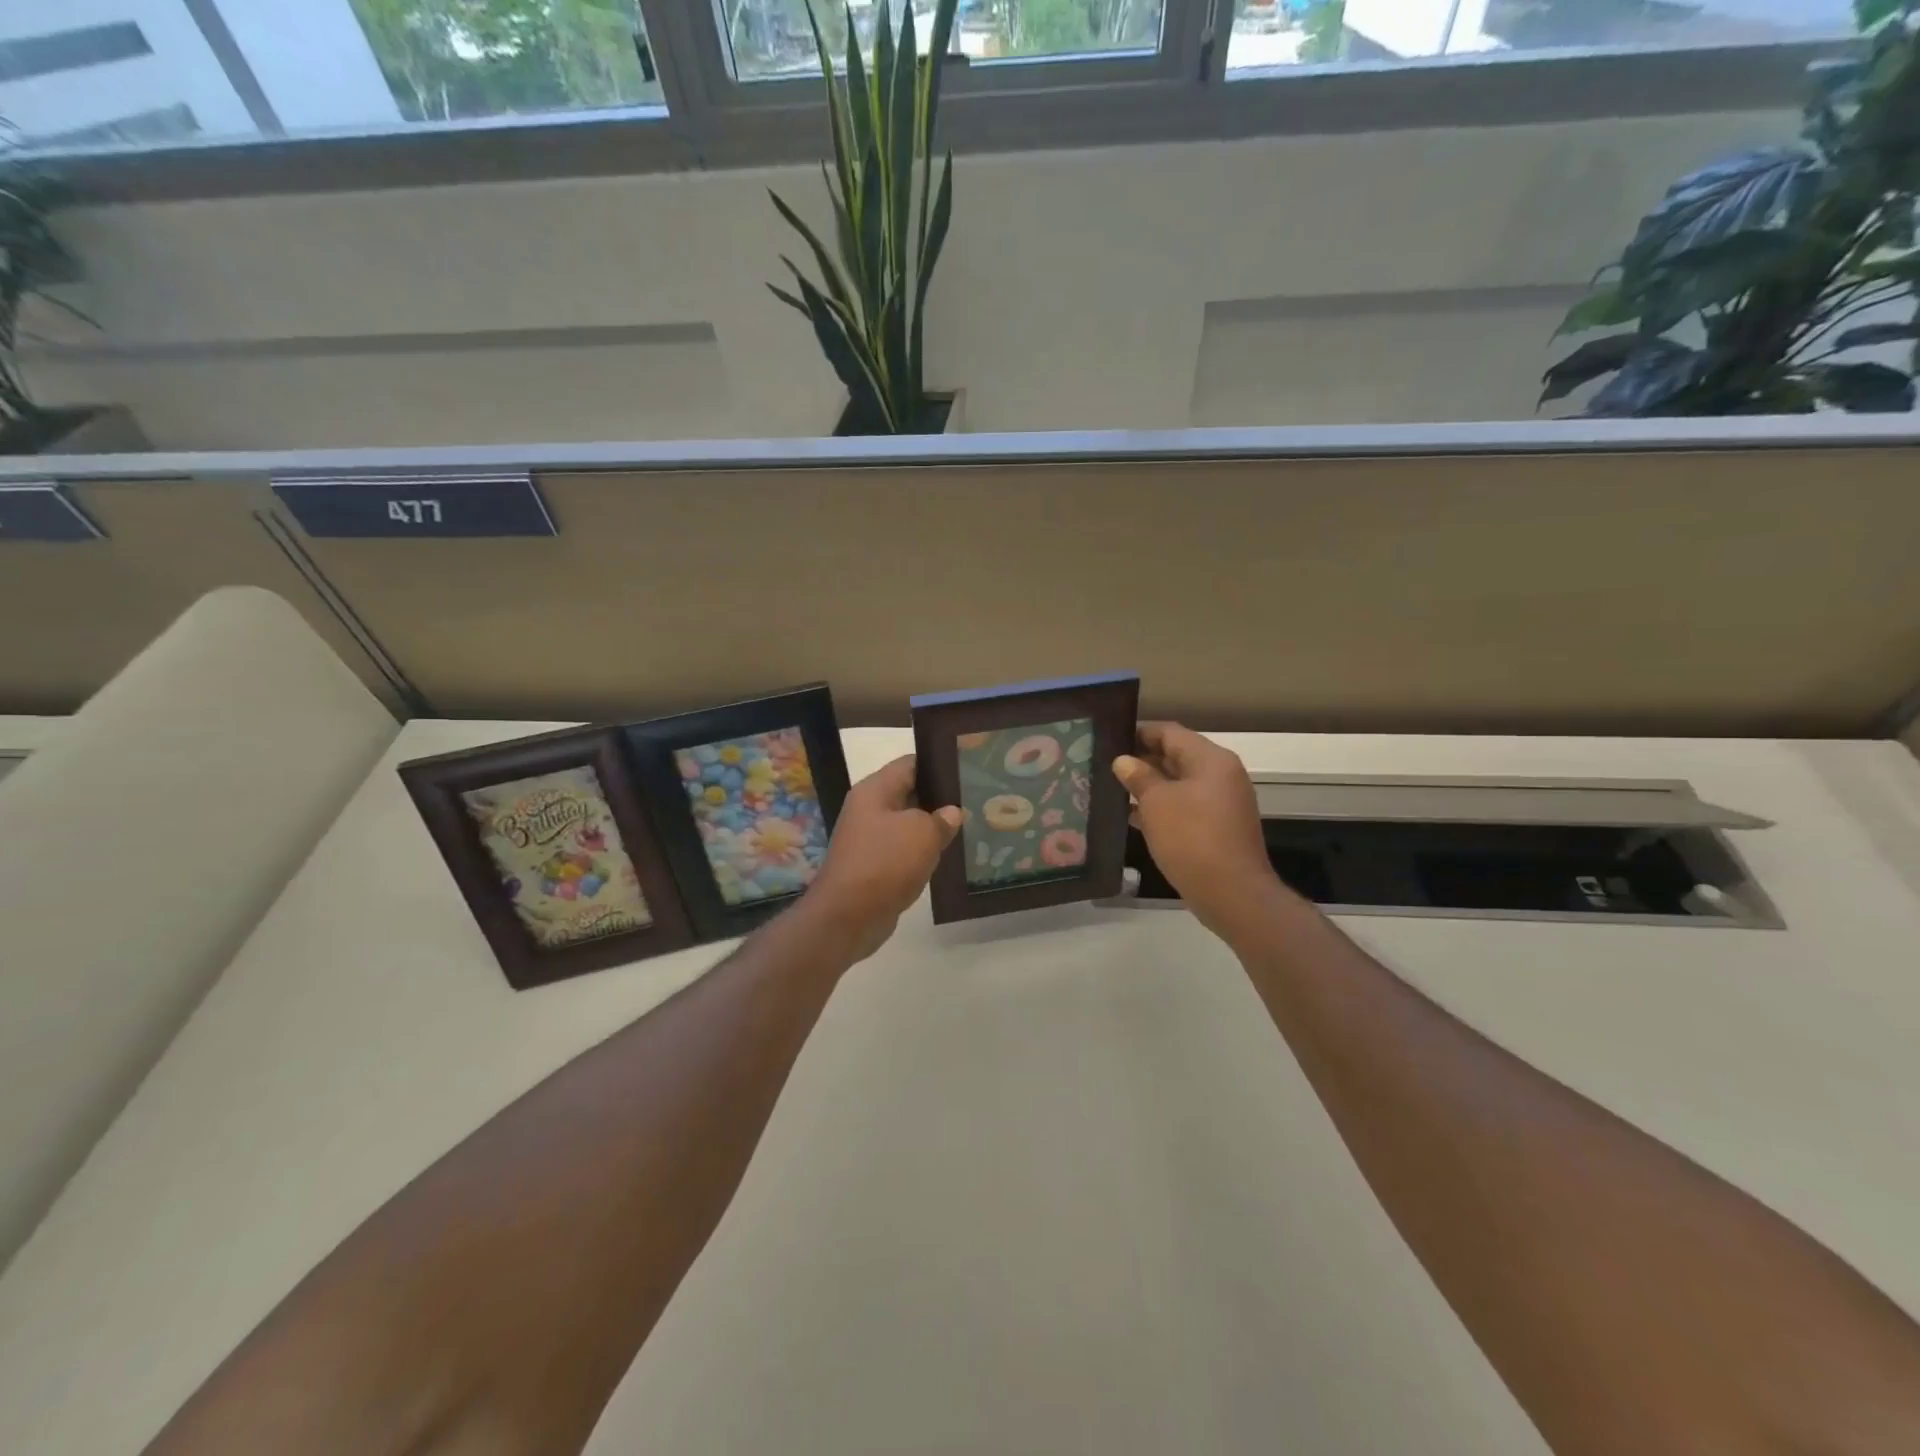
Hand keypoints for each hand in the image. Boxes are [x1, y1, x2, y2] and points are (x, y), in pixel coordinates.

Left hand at [806, 755, 963, 960]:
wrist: (848, 916)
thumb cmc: (885, 863)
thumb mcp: (922, 833)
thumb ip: (942, 819)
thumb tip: (951, 813)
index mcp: (875, 790)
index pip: (910, 764)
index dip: (938, 764)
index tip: (967, 769)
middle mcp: (868, 809)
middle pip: (909, 793)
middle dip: (939, 798)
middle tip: (974, 800)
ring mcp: (868, 839)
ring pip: (907, 825)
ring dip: (931, 829)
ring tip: (967, 828)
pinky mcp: (872, 866)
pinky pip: (902, 851)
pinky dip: (921, 853)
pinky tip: (946, 857)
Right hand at [1113, 723, 1279, 935]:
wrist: (1232, 893)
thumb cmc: (1192, 838)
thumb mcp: (1157, 803)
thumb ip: (1139, 777)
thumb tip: (1124, 760)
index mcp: (1210, 760)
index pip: (1170, 732)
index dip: (1139, 732)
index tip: (1110, 737)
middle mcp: (1220, 775)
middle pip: (1176, 755)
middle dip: (1142, 759)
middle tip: (1105, 764)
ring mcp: (1221, 803)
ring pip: (1179, 783)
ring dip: (1149, 785)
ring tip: (1112, 788)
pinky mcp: (1217, 827)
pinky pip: (1184, 806)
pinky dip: (1161, 807)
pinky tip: (1131, 815)